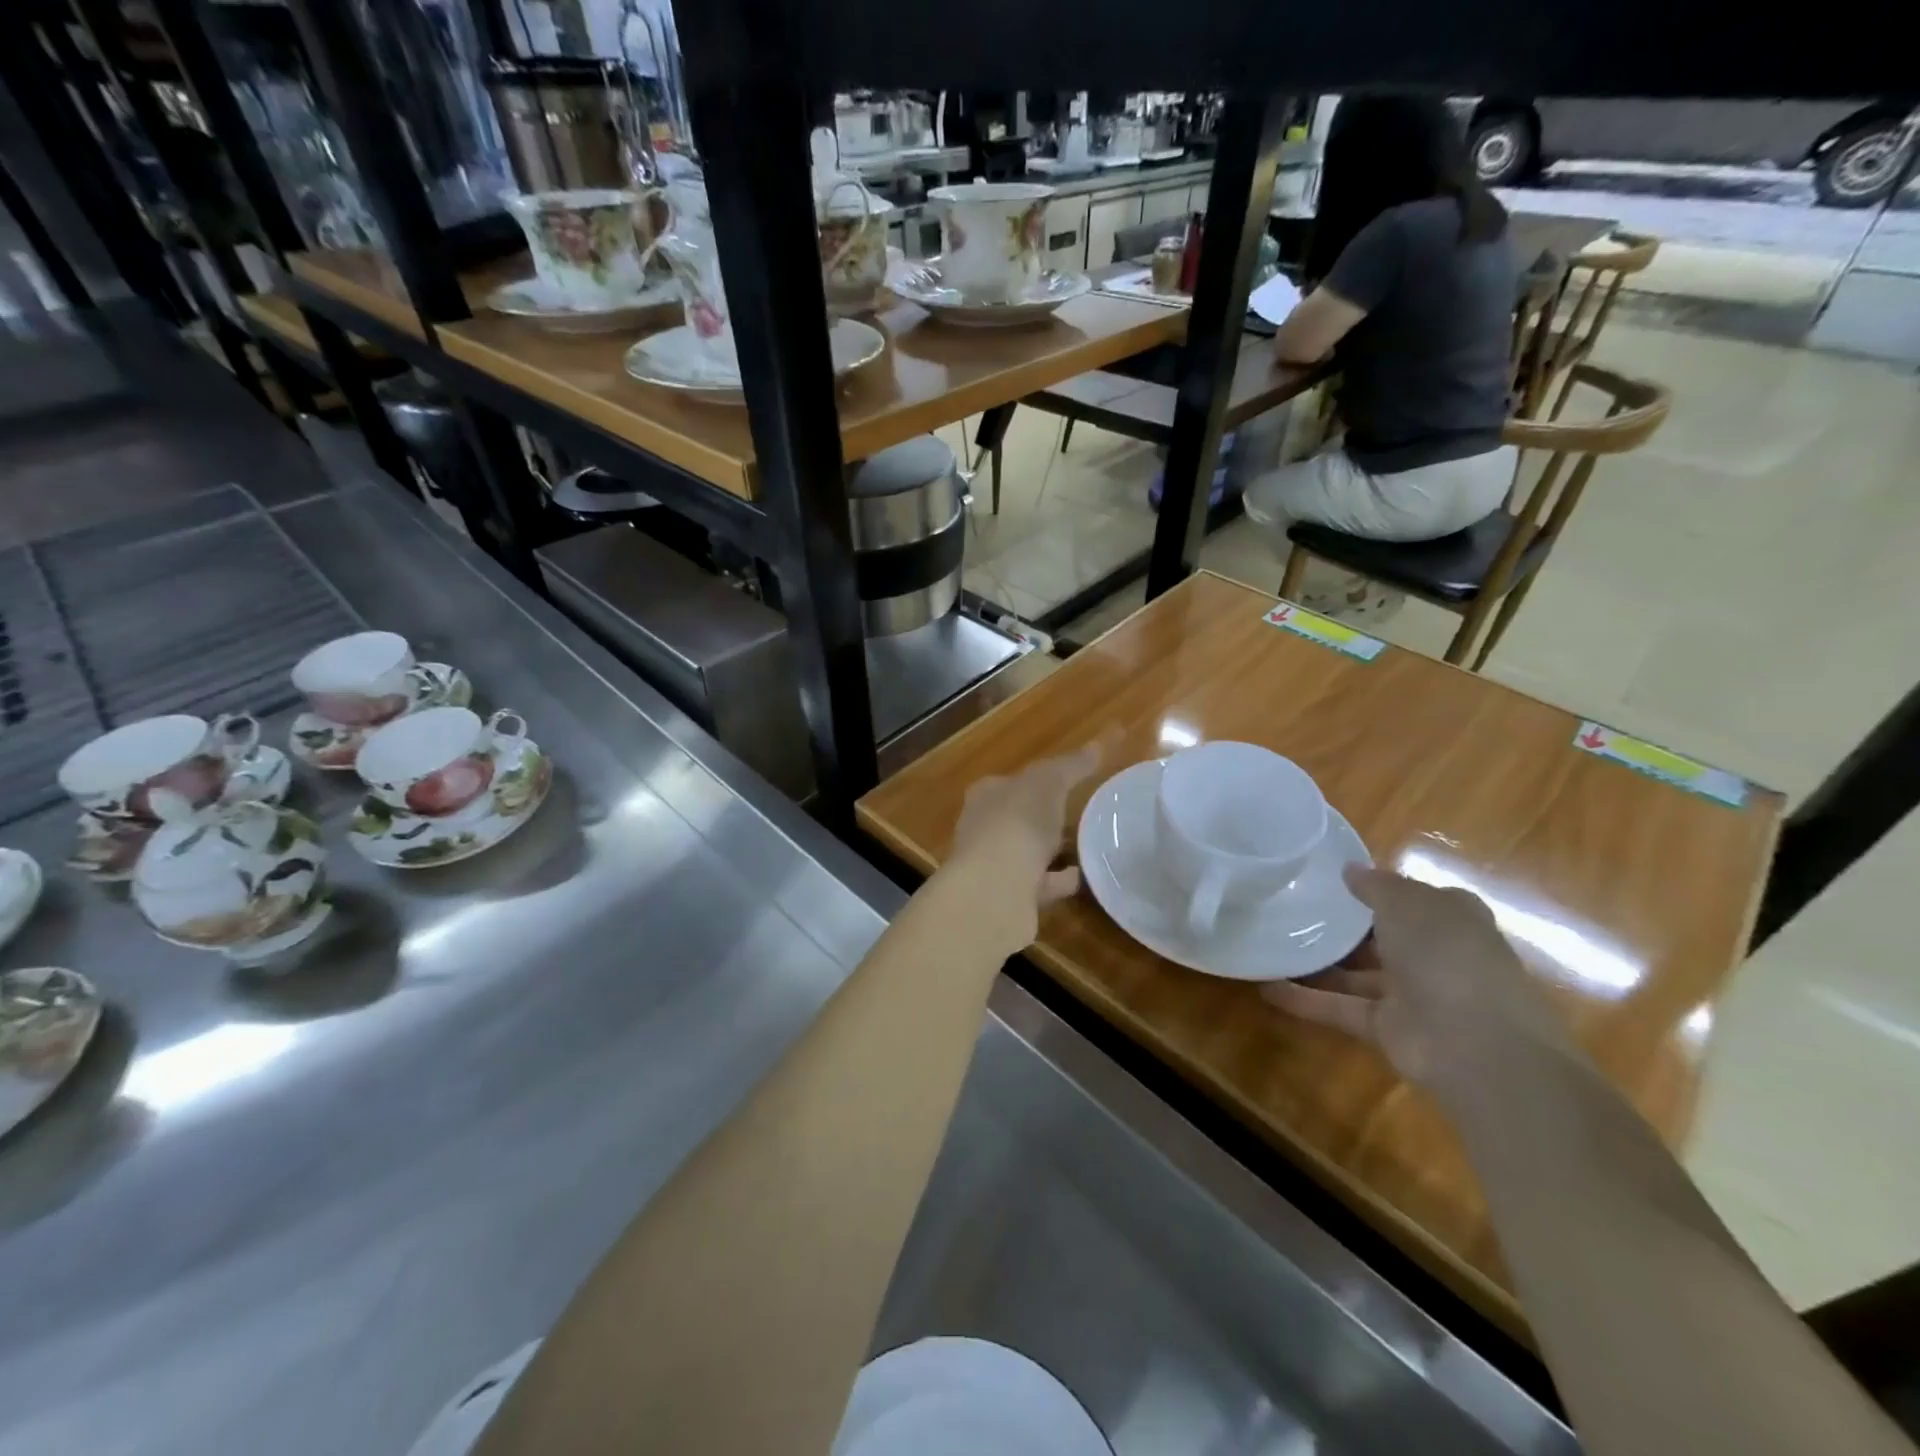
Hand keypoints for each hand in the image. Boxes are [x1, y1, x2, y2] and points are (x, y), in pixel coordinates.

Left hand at [942, 737, 1109, 955]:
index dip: (1036, 780)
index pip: (1011, 782)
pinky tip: (1084, 877)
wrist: (995, 889)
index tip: (1064, 782)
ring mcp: (993, 866)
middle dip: (1042, 817)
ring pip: (1027, 853)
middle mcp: (983, 829)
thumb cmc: (1017, 823)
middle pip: (1016, 818)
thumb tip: (1100, 743)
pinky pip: (1040, 884)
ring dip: (1051, 851)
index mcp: (986, 796)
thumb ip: (1073, 765)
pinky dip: (1060, 880)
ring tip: (1086, 846)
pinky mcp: (1008, 898)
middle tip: (1078, 814)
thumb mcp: (1049, 782)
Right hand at [1264, 865, 1573, 1094]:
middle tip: (1293, 905)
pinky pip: (1340, 1007)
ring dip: (1319, 962)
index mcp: (1452, 919)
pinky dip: (1305, 999)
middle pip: (1384, 935)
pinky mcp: (1387, 1027)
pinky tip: (1266, 986)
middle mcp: (1435, 954)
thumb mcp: (1407, 903)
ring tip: (1271, 941)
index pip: (1415, 896)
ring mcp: (1412, 993)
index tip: (1334, 878)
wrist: (1476, 1046)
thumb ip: (1375, 885)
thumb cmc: (1447, 955)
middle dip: (1345, 924)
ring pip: (1357, 972)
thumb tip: (1349, 870)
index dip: (1380, 886)